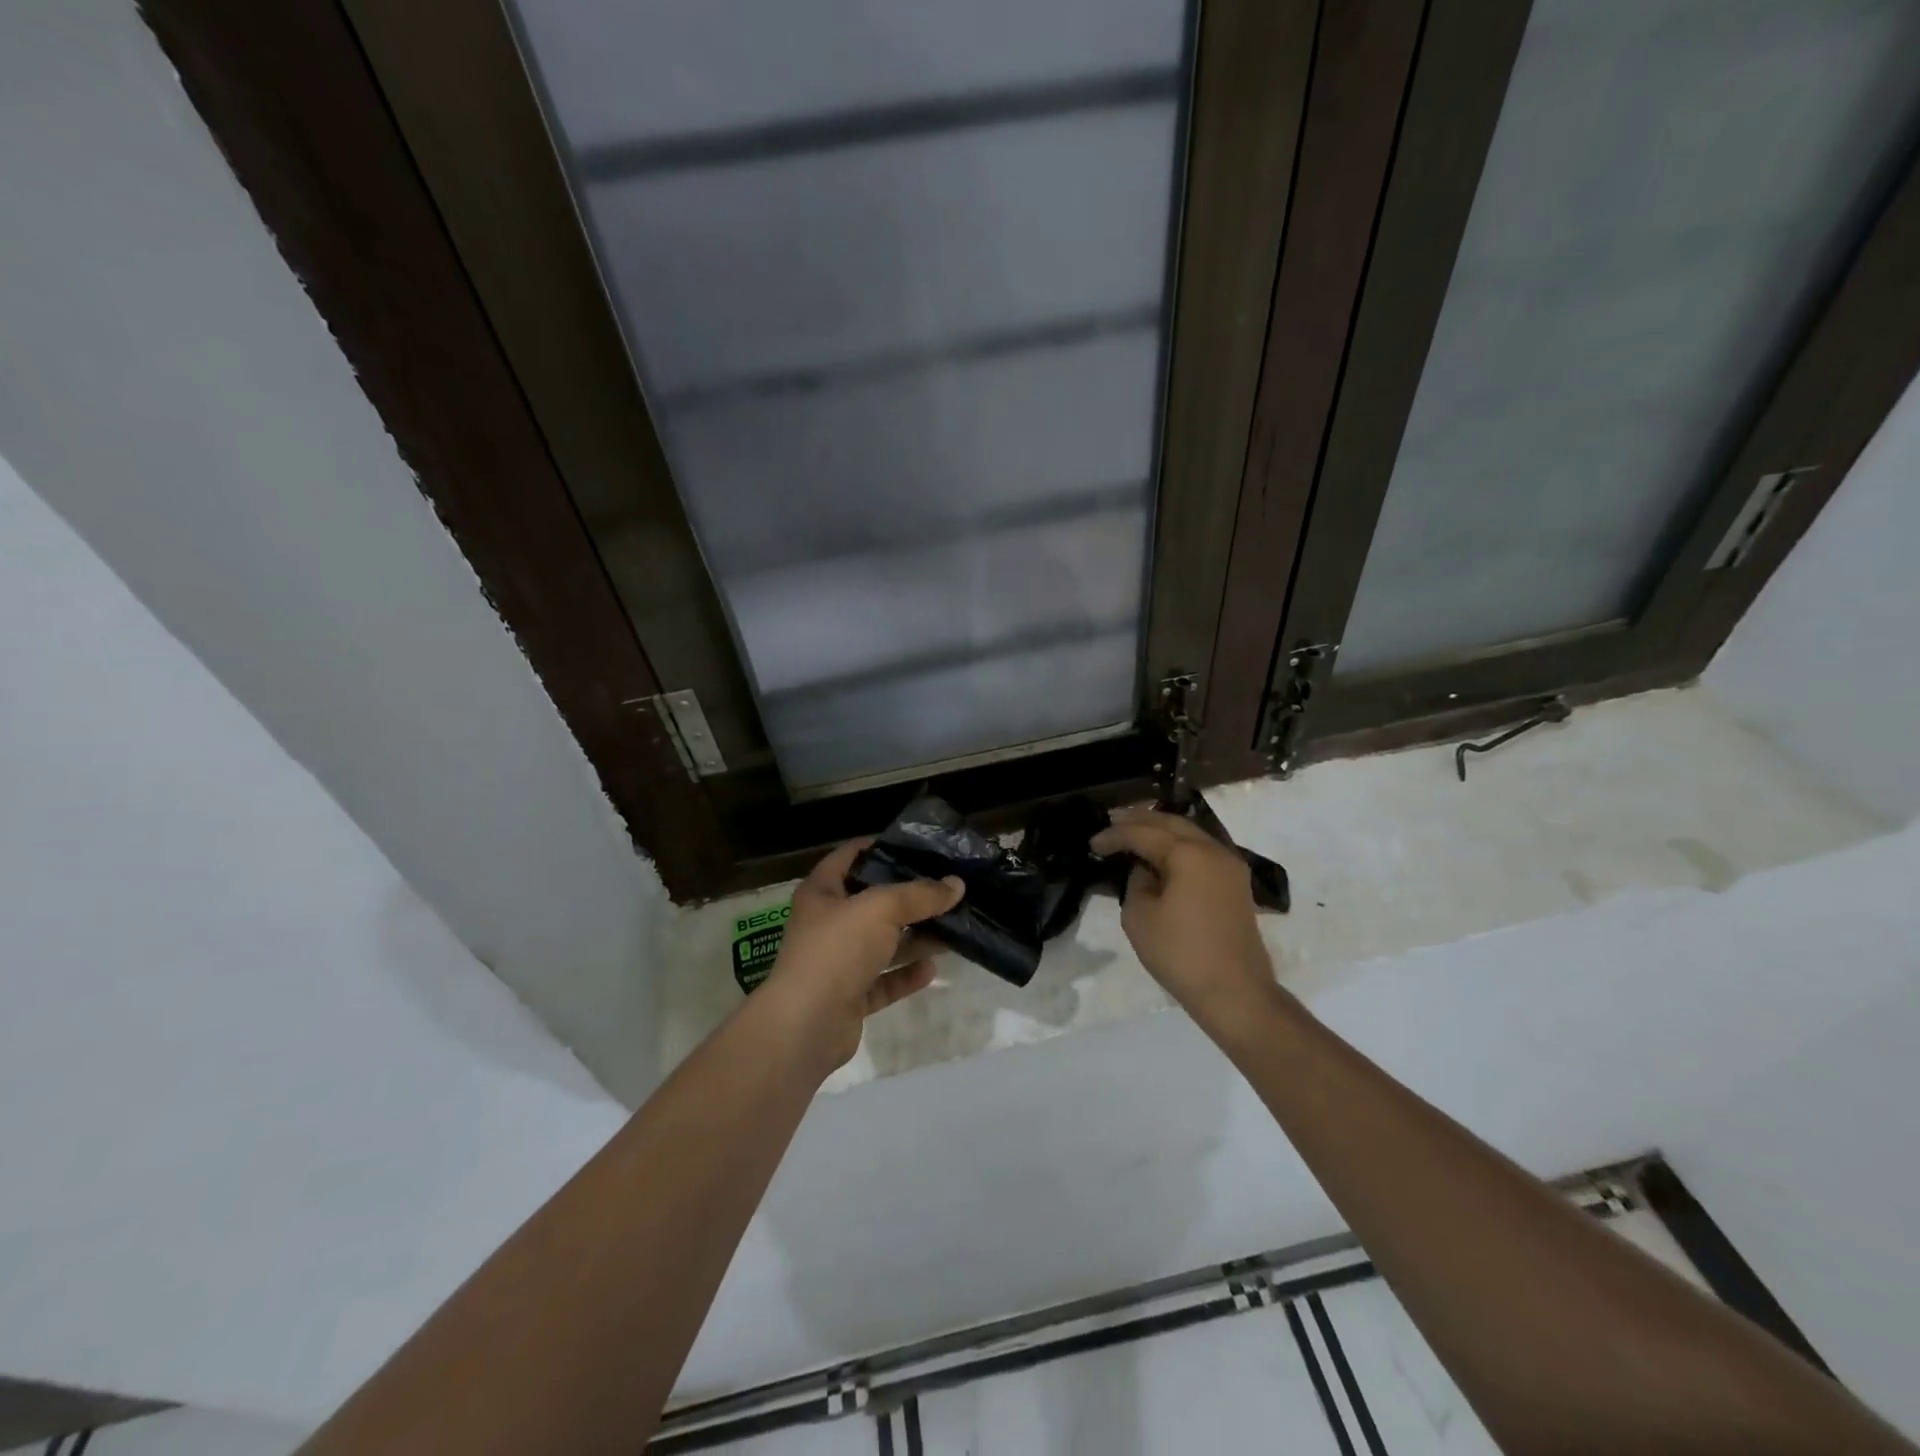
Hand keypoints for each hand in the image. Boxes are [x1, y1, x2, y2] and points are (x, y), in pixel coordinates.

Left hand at [759, 840, 963, 1073]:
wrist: (806, 1025)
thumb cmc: (837, 950)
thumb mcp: (881, 909)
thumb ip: (920, 895)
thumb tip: (957, 884)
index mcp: (822, 892)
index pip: (851, 856)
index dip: (882, 846)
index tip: (920, 846)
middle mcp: (827, 923)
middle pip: (872, 902)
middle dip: (909, 897)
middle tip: (948, 888)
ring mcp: (837, 962)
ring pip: (881, 943)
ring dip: (914, 937)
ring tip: (953, 926)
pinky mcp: (849, 997)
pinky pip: (883, 980)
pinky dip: (906, 974)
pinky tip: (933, 968)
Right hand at [1090, 809, 1273, 1022]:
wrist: (1235, 992)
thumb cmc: (1181, 954)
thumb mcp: (1140, 917)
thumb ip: (1137, 883)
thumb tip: (1145, 872)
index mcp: (1189, 854)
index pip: (1143, 834)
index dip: (1115, 835)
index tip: (1092, 844)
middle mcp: (1213, 850)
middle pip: (1172, 823)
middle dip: (1140, 820)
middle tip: (1113, 821)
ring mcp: (1230, 866)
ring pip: (1190, 834)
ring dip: (1161, 830)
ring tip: (1134, 832)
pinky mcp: (1236, 884)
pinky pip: (1202, 851)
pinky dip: (1179, 846)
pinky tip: (1162, 854)